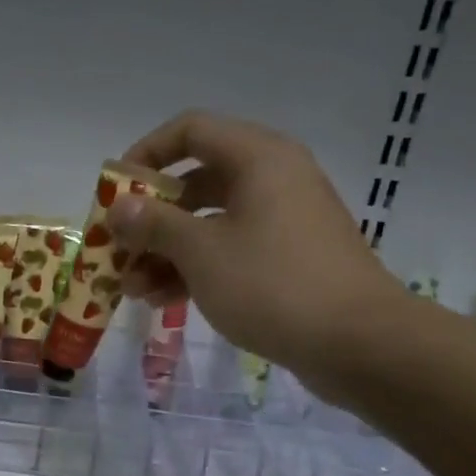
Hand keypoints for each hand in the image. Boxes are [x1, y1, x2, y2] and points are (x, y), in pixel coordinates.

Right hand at [109, 111, 405, 397]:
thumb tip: (119, 207)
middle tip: (118, 249)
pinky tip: (164, 301)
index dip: (146, 154)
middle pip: (195, 182)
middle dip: (151, 218)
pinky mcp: (288, 259)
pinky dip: (196, 269)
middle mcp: (273, 179)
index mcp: (258, 158)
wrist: (359, 344)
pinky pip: (231, 250)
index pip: (190, 131)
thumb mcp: (201, 252)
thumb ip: (154, 224)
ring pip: (210, 222)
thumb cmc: (273, 284)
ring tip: (133, 290)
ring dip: (167, 252)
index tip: (116, 191)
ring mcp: (283, 221)